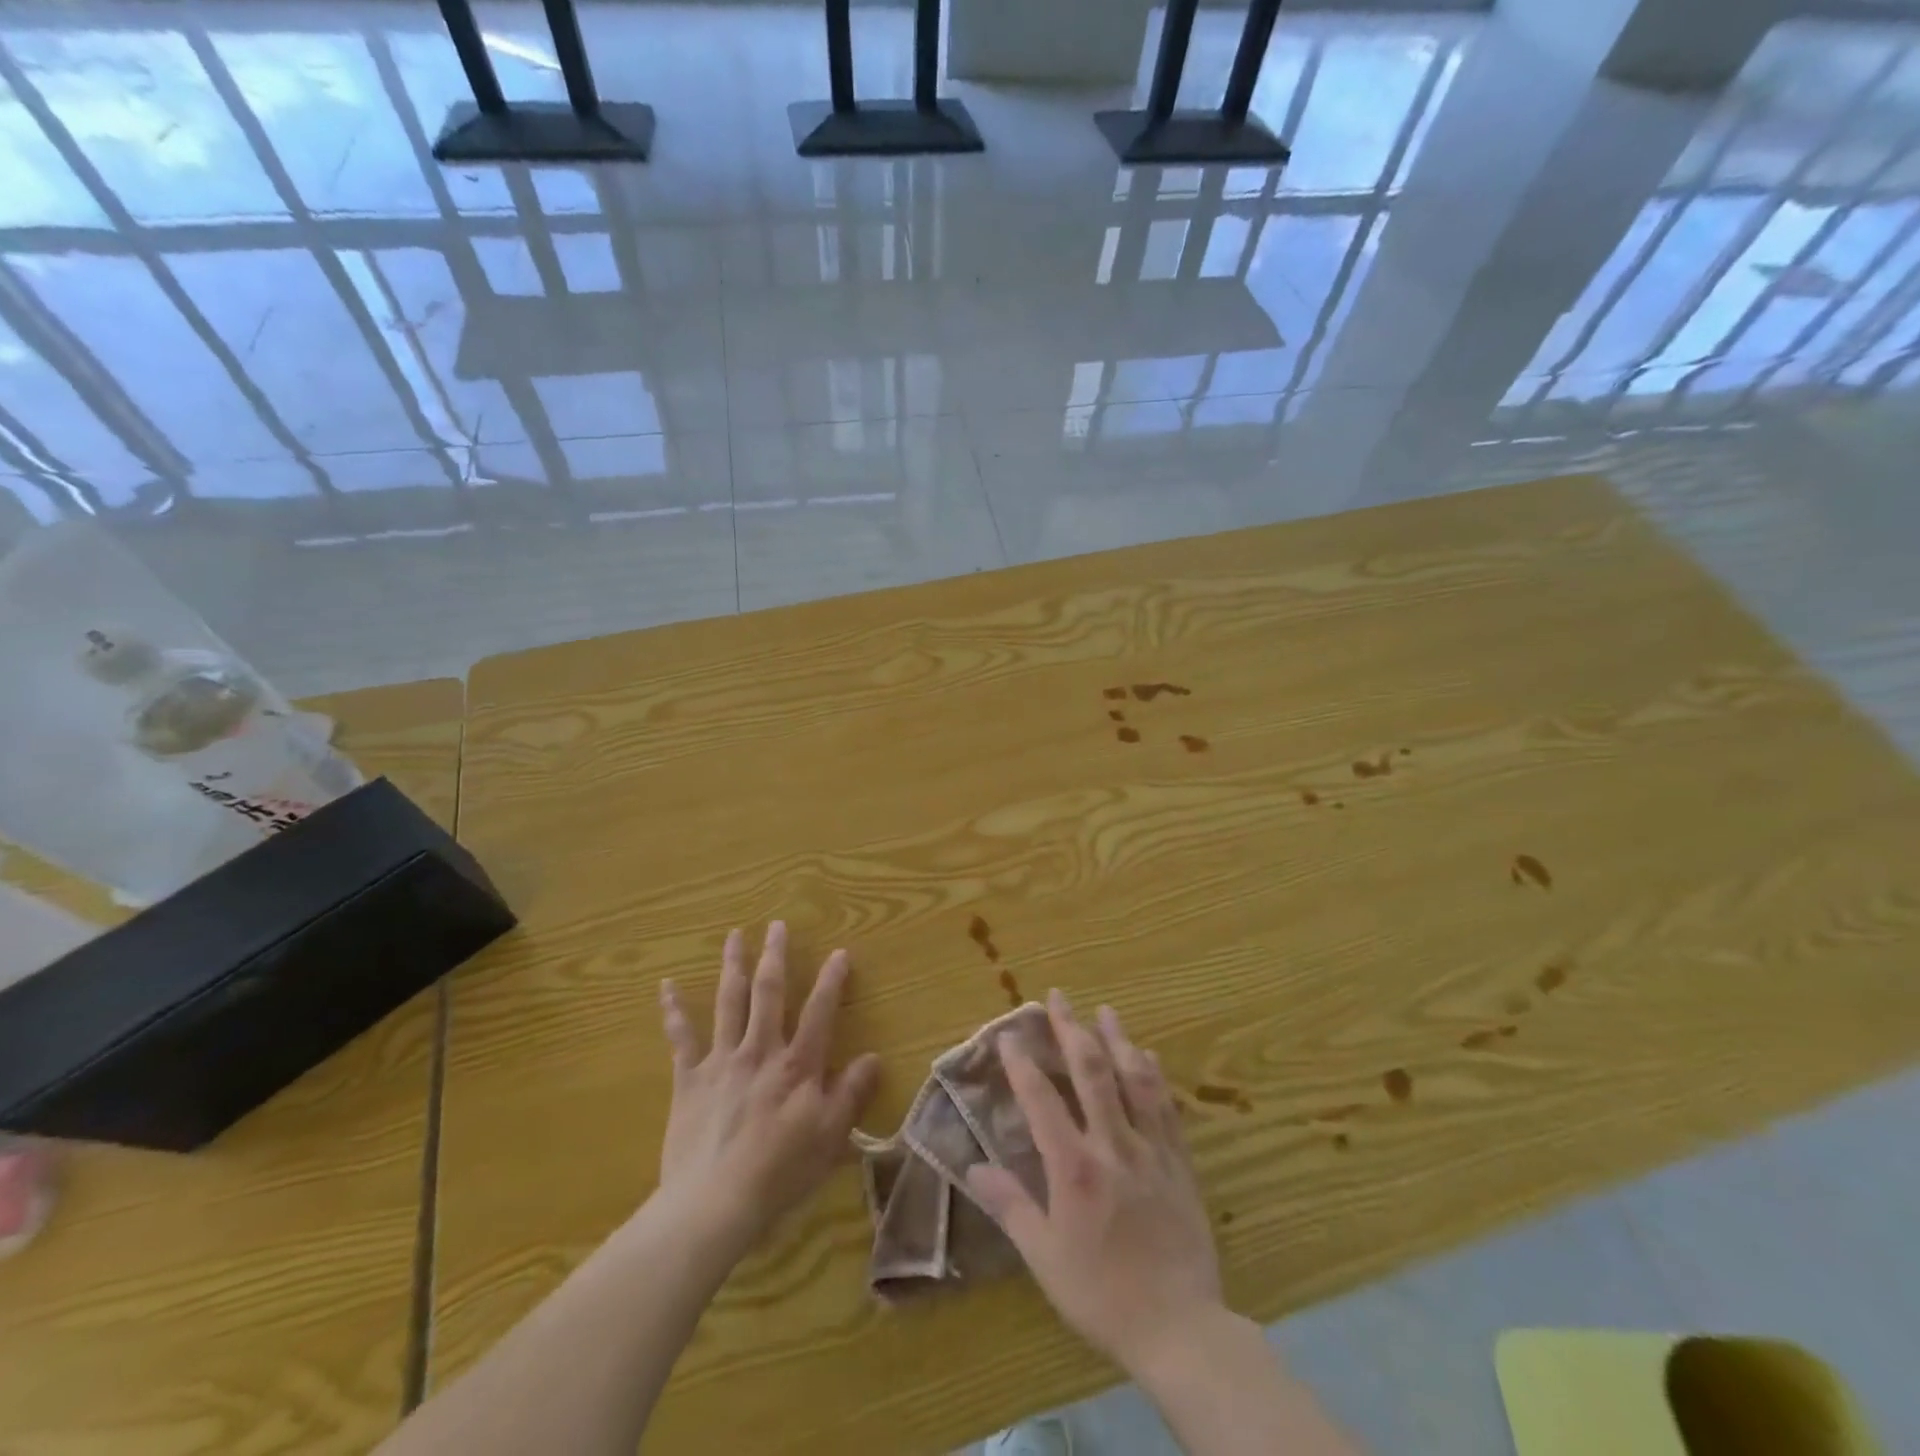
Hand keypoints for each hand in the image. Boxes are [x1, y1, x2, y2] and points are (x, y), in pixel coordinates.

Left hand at [656, 923, 879, 1253]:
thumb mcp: (829, 1136)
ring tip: (734, 935)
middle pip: (768, 993)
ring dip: (732, 966)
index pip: (819, 1011)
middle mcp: (760, 1050)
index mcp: (797, 1064)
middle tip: (776, 925)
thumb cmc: (779, 1172)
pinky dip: (673, 1010)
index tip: (840, 952)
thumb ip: (851, 1093)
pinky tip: (666, 986)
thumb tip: (873, 1057)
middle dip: (774, 956)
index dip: (831, 980)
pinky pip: (680, 1038)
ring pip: (728, 1002)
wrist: (713, 1203)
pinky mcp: (689, 1079)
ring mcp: (721, 1061)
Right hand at [965, 991, 1223, 1375]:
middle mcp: (1113, 1146)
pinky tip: (1148, 1055)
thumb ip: (1010, 1206)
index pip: (1042, 1100)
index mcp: (1074, 1168)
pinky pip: (1166, 1108)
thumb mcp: (1045, 1258)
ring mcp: (1151, 1150)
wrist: (1181, 1329)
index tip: (1010, 1034)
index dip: (1023, 1063)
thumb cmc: (1102, 1295)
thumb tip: (973, 1168)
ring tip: (1106, 1010)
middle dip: (1071, 1030)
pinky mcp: (1179, 1163)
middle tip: (1058, 997)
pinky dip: (1154, 1076)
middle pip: (1091, 1073)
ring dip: (1117, 1040)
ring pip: (1133, 1080)